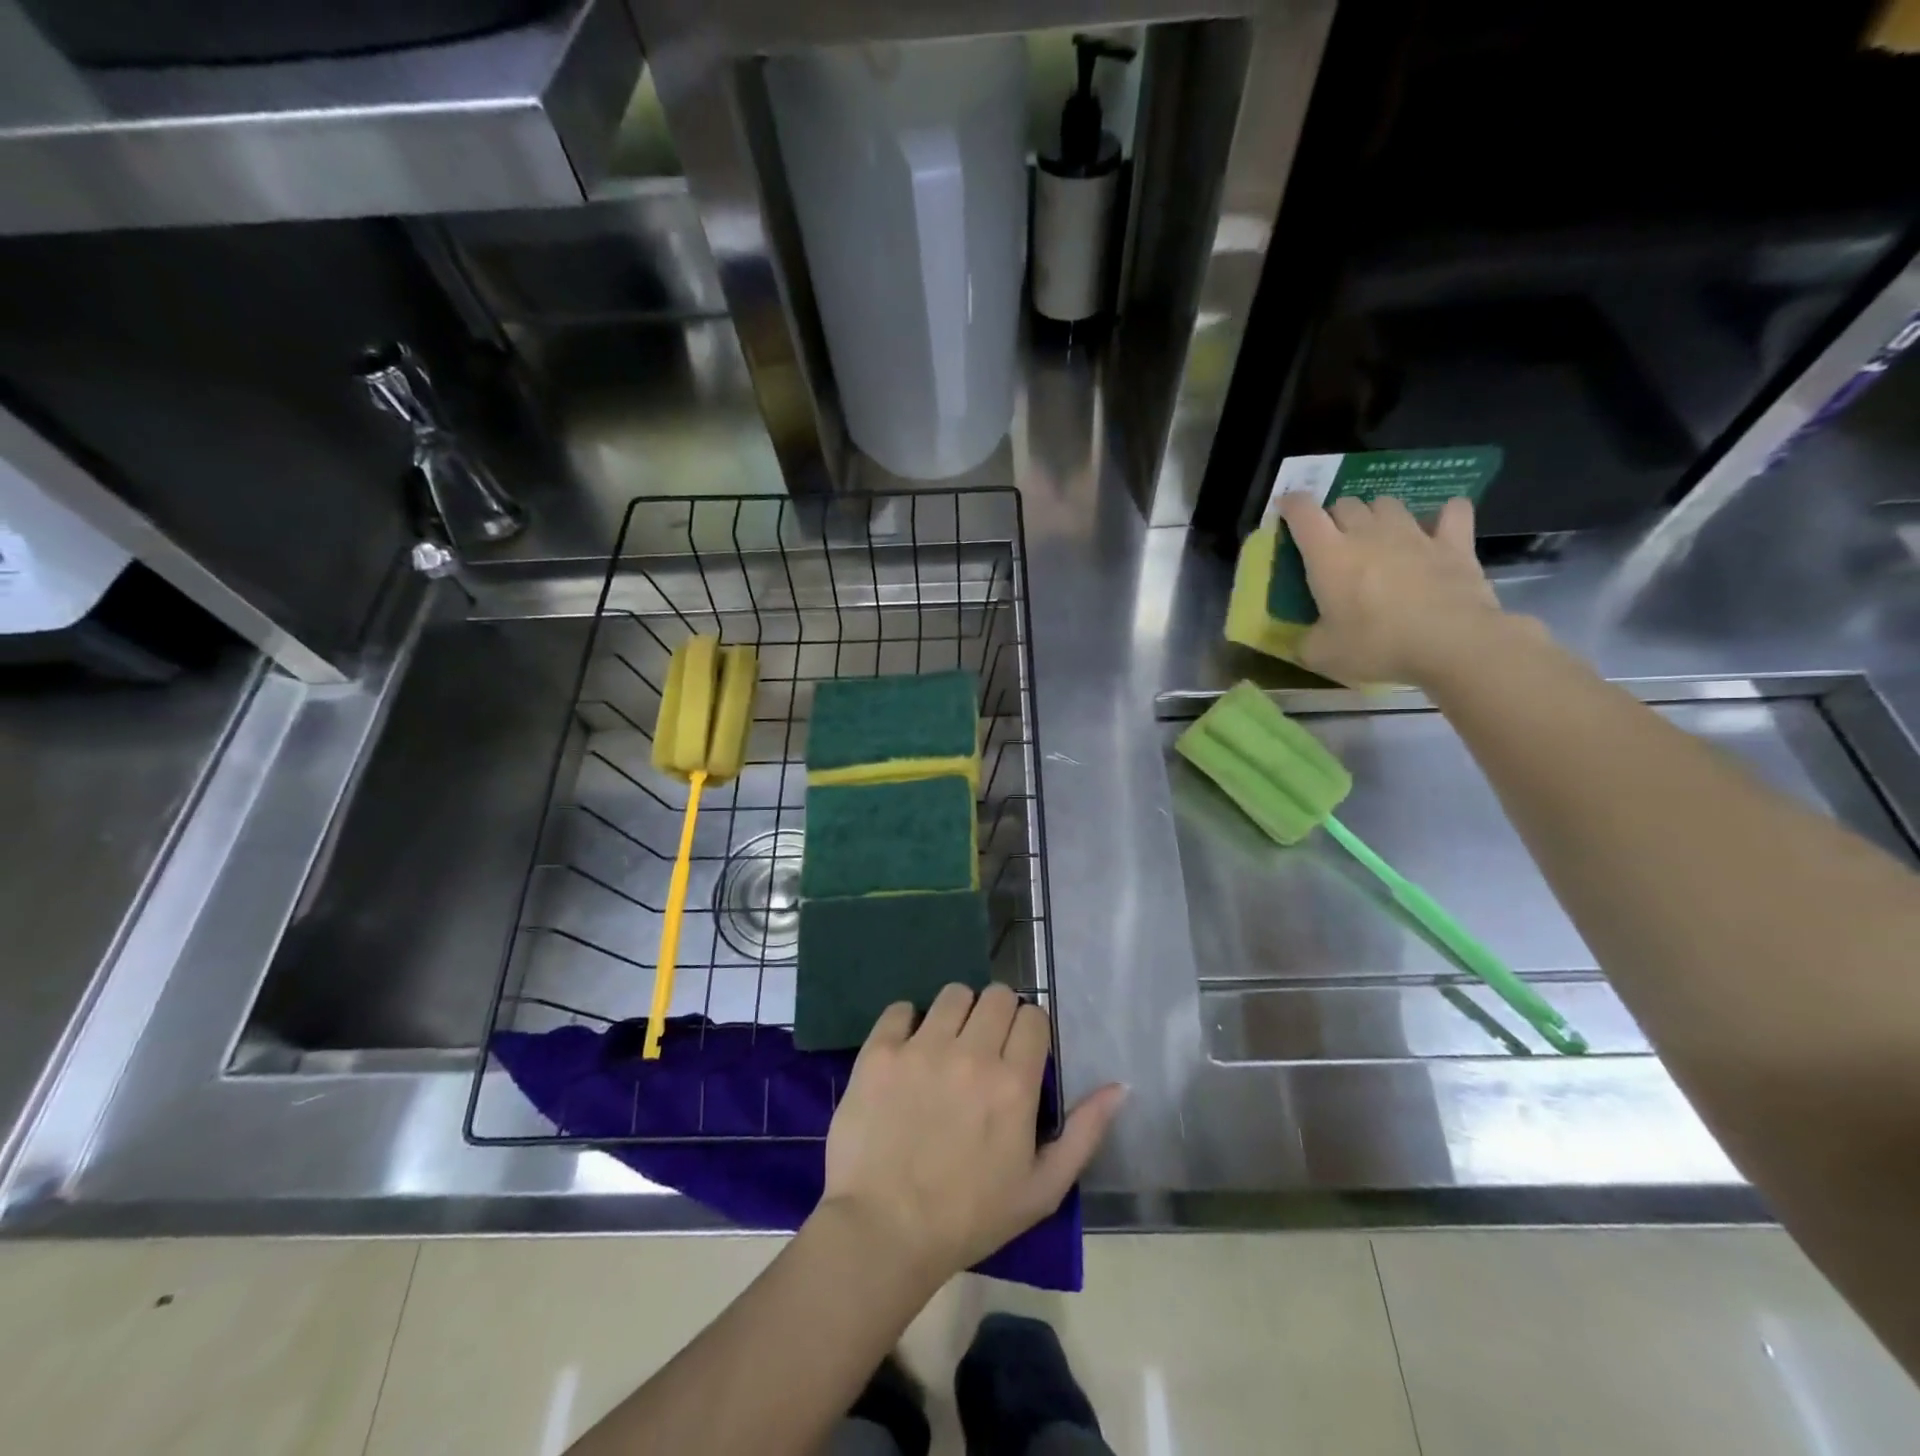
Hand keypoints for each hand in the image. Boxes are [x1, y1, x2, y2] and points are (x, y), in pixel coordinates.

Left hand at [820, 984, 1125, 1282]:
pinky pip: (901, 1009)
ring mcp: (922, 1048)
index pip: (1033, 1017)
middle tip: (985, 1047)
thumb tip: (1120, 1086)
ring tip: (947, 1046)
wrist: (883, 1233)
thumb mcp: (1042, 1189)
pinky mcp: (880, 1052)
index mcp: (1014, 1083)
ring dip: (957, 1013)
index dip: (1030, 1031)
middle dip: (998, 1015)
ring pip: (953, 994)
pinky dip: (908, 1023)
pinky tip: (907, 1052)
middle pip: (997, 995)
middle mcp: (972, 1054)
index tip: (1019, 1053)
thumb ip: (1085, 1132)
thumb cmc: (969, 1217)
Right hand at [1278, 493, 1525, 686]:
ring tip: (1378, 535)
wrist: (1451, 644)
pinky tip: (1439, 526)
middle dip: (1335, 516)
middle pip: (1346, 503)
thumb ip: (1305, 641)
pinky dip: (1443, 514)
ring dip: (1377, 514)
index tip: (1285, 507)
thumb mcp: (1321, 655)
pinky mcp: (1454, 543)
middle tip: (1334, 541)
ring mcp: (1414, 534)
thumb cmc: (1376, 647)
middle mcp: (1368, 533)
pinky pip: (1452, 511)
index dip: (1291, 504)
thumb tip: (1302, 639)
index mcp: (1329, 555)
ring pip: (1388, 503)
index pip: (1303, 513)